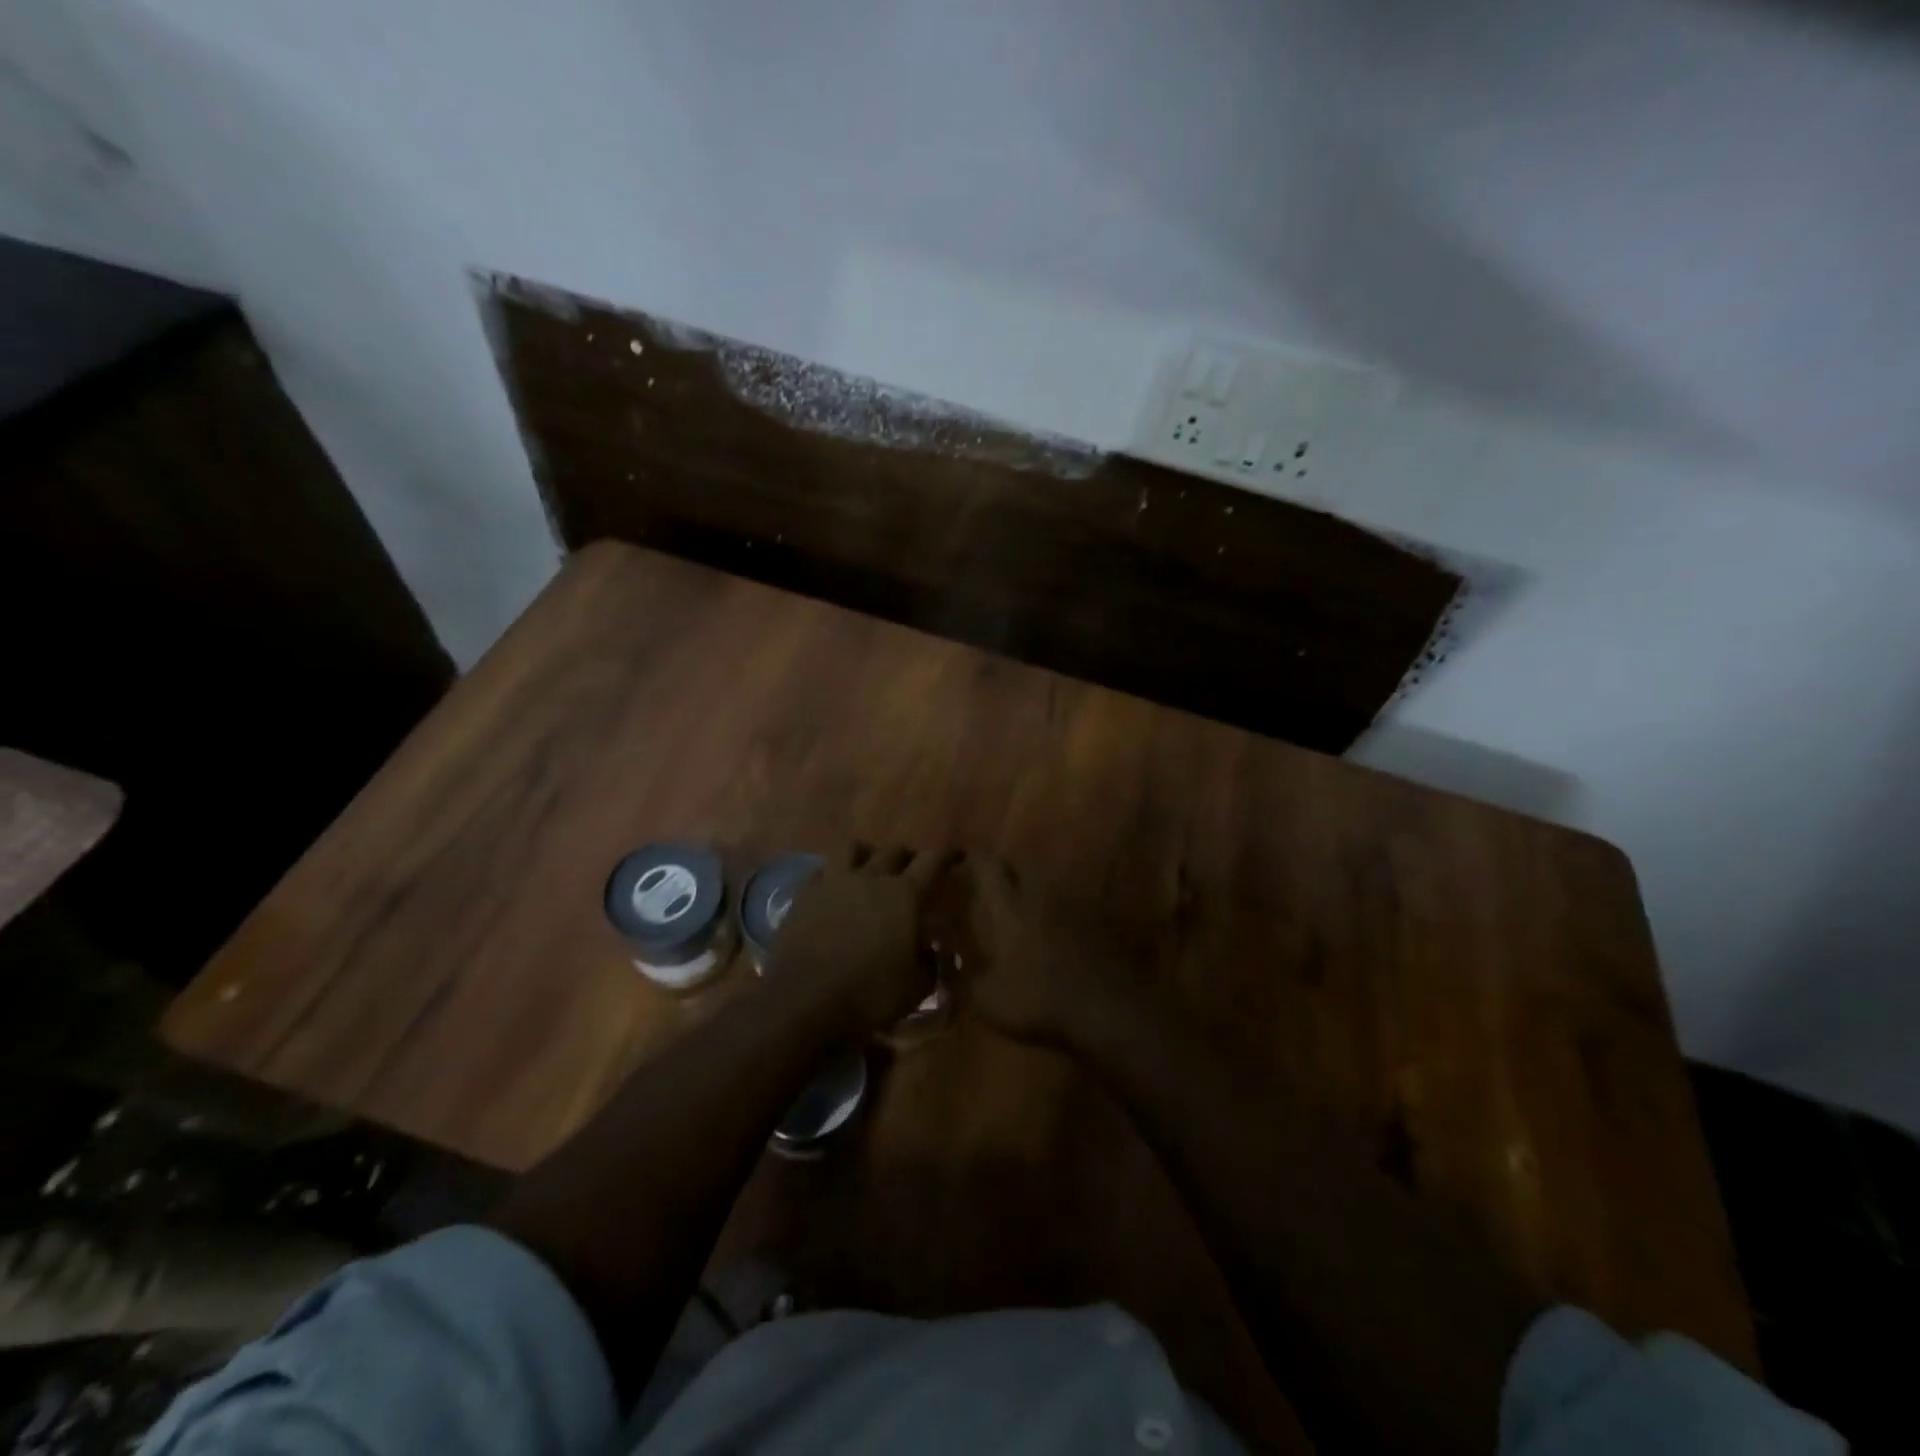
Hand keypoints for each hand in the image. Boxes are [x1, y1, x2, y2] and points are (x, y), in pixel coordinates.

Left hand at [771, 843, 959, 1031]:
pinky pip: (821, 871)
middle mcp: (871, 878)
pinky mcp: (804, 895)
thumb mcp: (917, 987)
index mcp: (905, 895)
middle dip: (908, 857)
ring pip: (852, 848)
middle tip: (913, 871)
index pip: (933, 860)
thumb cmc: (869, 994)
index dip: (948, 854)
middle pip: (894, 850)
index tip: (956, 855)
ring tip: (869, 869)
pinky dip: (832, 875)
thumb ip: (929, 962)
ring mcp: (834, 882)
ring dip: (867, 854)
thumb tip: (929, 950)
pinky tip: (834, 889)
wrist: (803, 1000)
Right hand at [959, 856, 1153, 1050]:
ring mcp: (1073, 904)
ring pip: (1048, 881)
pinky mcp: (1099, 919)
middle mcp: (1040, 895)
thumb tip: (945, 960)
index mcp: (1009, 908)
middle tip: (993, 878)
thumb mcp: (988, 1000)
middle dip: (1005, 867)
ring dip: (1034, 885)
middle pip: (1021, 865)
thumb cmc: (1039, 1001)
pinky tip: (1057, 924)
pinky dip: (1060, 907)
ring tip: (1024, 899)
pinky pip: (1072, 902)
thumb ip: (963, 977)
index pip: (987, 867)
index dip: (973, 858)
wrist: (1106, 1007)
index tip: (962, 855)